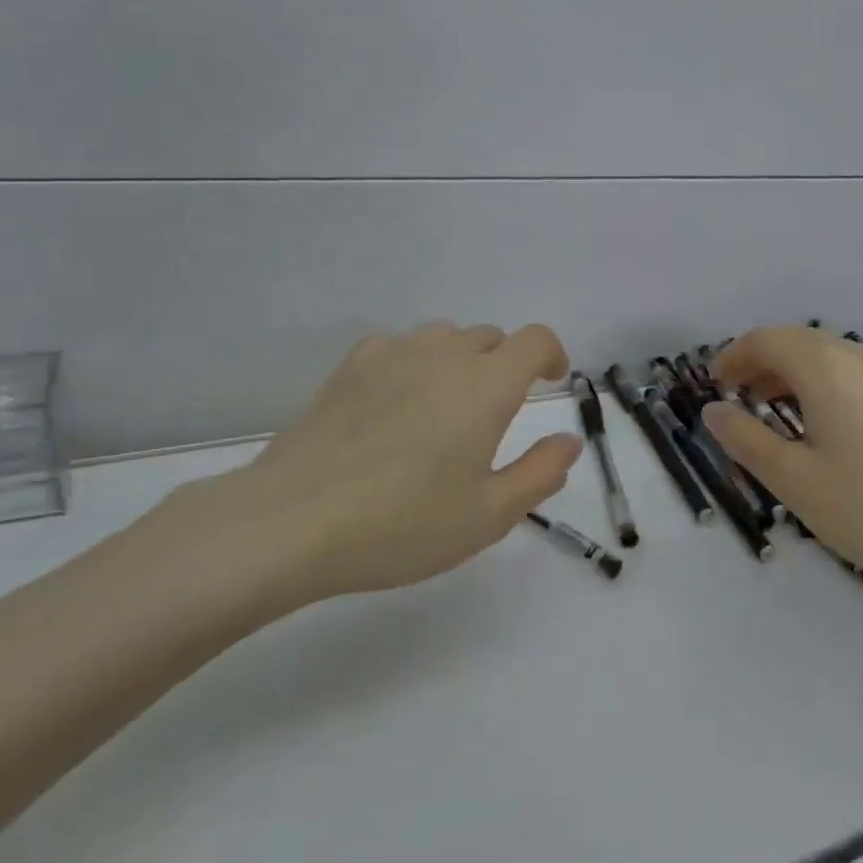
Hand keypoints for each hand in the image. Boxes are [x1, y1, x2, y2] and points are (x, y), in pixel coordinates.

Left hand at [143, 322, 582, 618]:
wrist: (294, 521)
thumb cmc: (404, 525)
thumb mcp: (488, 515)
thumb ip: (539, 474)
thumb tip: (568, 442)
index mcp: (486, 386)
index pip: (534, 340)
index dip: (551, 355)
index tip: (551, 381)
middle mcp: (443, 355)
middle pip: (490, 337)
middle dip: (506, 365)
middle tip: (495, 417)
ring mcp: (392, 354)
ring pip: (444, 338)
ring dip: (460, 362)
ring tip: (446, 410)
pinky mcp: (350, 366)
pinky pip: (399, 347)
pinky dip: (415, 363)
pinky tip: (397, 404)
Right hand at [706, 327, 862, 600]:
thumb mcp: (793, 480)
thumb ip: (745, 439)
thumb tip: (713, 410)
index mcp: (826, 368)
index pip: (766, 340)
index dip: (733, 356)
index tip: (713, 383)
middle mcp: (860, 358)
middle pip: (797, 342)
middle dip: (759, 363)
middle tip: (735, 396)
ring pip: (827, 356)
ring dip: (790, 373)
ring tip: (770, 409)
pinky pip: (852, 373)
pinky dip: (821, 384)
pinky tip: (820, 423)